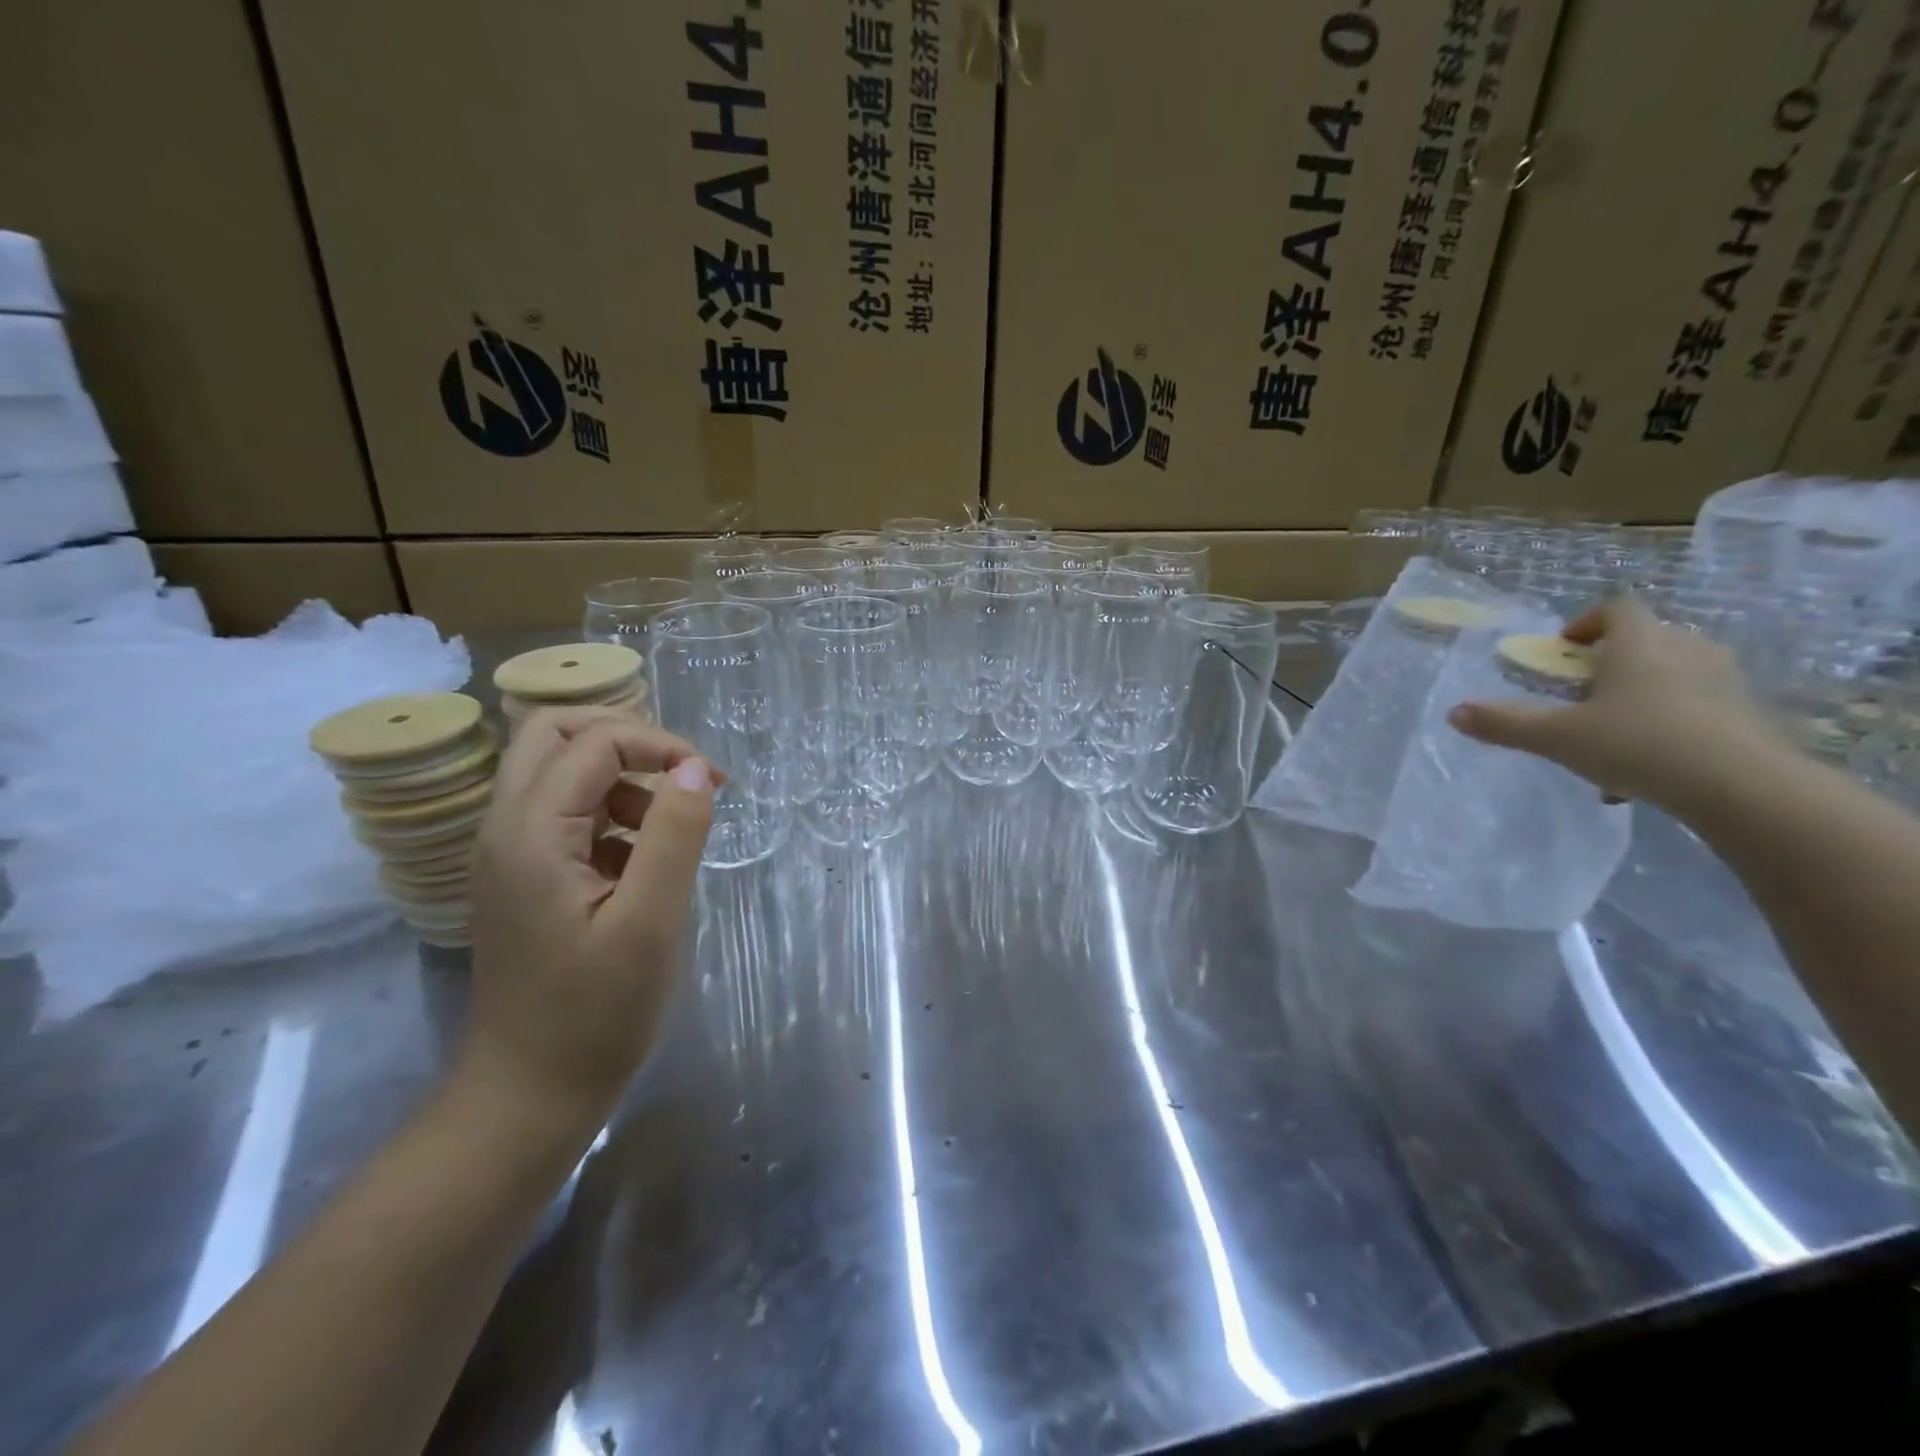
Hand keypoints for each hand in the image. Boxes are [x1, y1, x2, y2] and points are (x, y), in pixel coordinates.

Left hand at [460, 707, 715, 1130]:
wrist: (528, 1094)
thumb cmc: (596, 1014)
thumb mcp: (651, 922)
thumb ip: (675, 835)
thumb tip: (694, 768)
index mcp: (531, 833)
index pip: (595, 742)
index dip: (661, 745)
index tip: (714, 783)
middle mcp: (506, 827)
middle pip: (553, 732)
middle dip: (629, 739)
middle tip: (683, 776)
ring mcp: (509, 852)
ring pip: (559, 769)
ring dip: (622, 777)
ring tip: (672, 827)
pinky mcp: (523, 875)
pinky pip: (566, 811)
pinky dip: (612, 813)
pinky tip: (646, 861)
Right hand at [1446, 594, 1783, 808]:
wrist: (1744, 787)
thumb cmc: (1638, 743)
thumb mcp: (1556, 737)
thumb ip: (1505, 723)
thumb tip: (1453, 712)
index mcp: (1640, 643)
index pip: (1616, 608)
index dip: (1585, 622)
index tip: (1562, 650)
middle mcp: (1686, 650)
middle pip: (1644, 641)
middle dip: (1608, 666)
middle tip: (1579, 697)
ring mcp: (1724, 682)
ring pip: (1670, 677)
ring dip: (1637, 699)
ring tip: (1609, 740)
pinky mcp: (1747, 715)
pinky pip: (1695, 709)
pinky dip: (1666, 728)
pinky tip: (1644, 772)